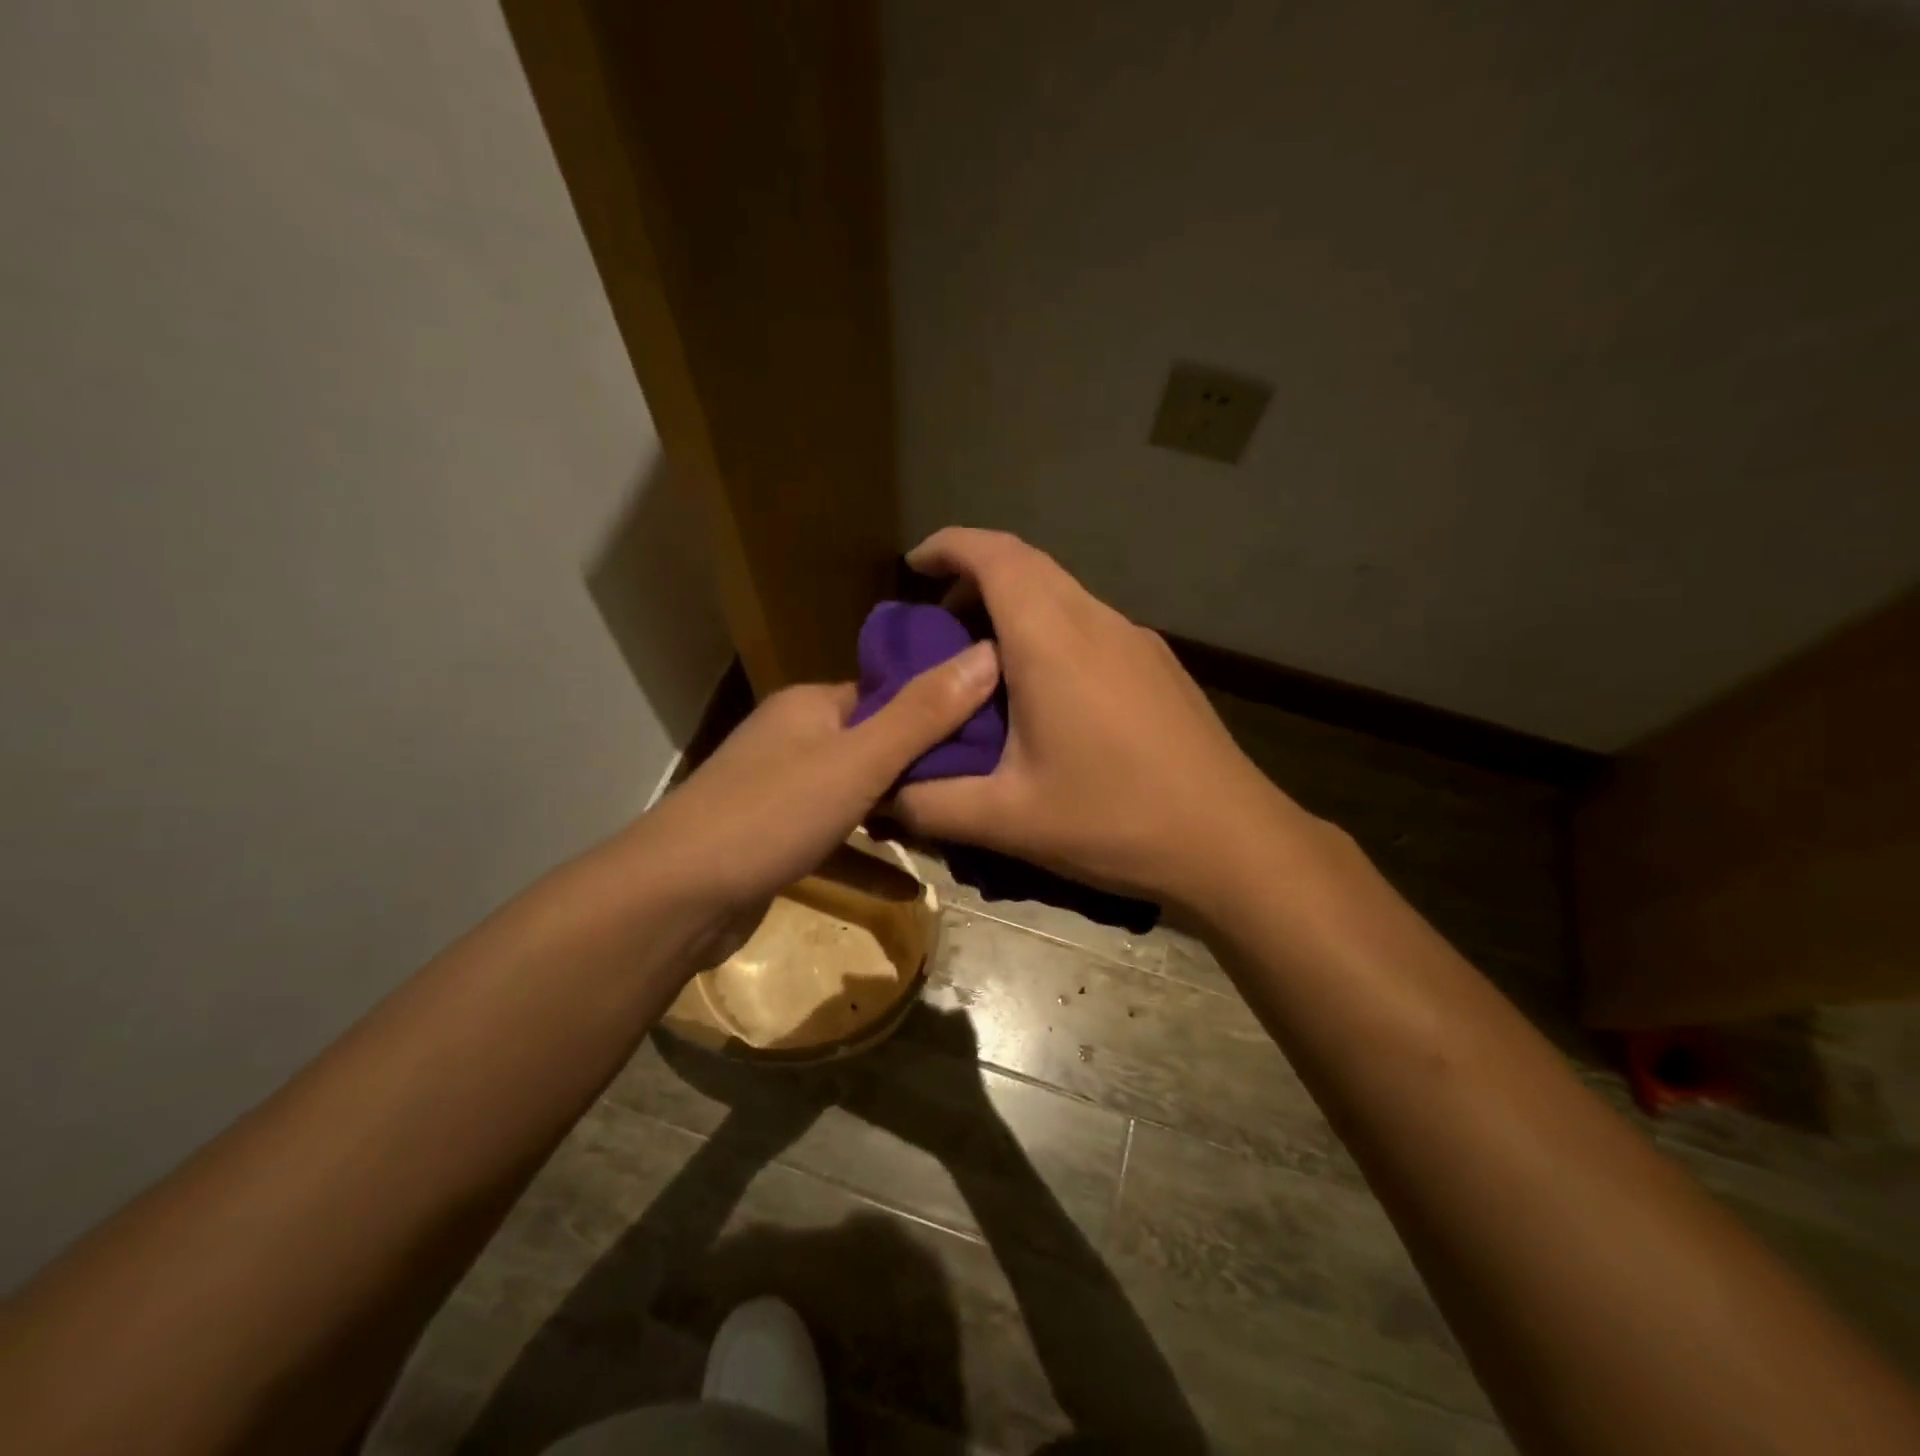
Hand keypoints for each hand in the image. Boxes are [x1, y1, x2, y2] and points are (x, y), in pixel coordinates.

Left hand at [638, 643, 999, 919]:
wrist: (675, 898)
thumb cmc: (772, 815)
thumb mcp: (859, 762)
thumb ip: (924, 714)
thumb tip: (988, 653)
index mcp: (811, 706)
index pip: (886, 694)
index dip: (937, 708)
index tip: (989, 730)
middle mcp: (793, 740)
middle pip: (873, 746)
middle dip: (923, 768)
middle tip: (981, 787)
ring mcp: (779, 793)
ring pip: (854, 796)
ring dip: (897, 816)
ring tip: (954, 831)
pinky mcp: (773, 842)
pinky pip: (833, 842)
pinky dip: (867, 861)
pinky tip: (909, 890)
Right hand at [892, 528, 1308, 912]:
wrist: (1232, 842)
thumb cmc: (1114, 821)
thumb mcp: (1007, 820)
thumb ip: (931, 803)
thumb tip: (883, 793)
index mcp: (1053, 641)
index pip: (995, 556)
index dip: (949, 546)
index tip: (912, 566)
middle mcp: (1097, 622)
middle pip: (1029, 565)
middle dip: (975, 576)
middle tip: (938, 622)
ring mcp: (1137, 640)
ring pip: (1063, 593)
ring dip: (1016, 605)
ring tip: (984, 661)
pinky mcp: (1159, 666)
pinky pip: (1091, 623)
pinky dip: (1051, 630)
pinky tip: (1045, 692)